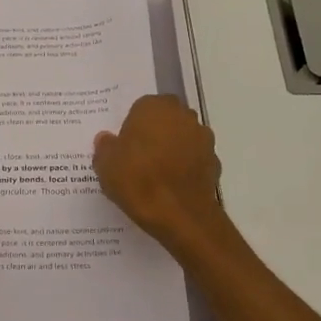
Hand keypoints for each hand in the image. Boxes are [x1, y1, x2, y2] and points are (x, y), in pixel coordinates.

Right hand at [93, 95, 226, 252]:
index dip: (133, 126)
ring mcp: (202, 138)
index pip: (141, 107)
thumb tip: (106, 139)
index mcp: (153, 107)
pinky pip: (195, 159)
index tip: (125, 146)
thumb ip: (105, 147)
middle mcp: (182, 115)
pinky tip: (173, 186)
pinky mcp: (214, 161)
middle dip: (156, 132)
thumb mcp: (105, 164)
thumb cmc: (137, 180)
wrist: (179, 213)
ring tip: (157, 174)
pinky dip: (186, 167)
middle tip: (139, 157)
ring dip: (174, 148)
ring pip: (183, 137)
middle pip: (166, 119)